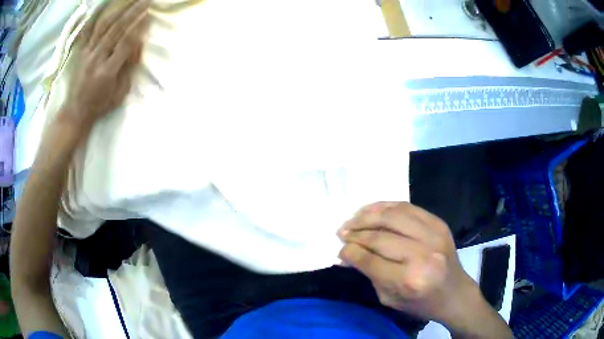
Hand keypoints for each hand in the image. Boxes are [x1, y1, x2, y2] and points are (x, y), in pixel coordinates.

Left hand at [62, 0, 148, 128]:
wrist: (76, 112)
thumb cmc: (100, 104)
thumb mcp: (120, 93)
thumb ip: (128, 69)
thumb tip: (136, 45)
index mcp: (108, 71)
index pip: (126, 43)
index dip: (138, 28)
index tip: (149, 15)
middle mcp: (97, 59)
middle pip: (116, 30)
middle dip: (132, 13)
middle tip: (145, 1)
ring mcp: (87, 54)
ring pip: (104, 27)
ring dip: (119, 10)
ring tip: (130, 0)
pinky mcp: (81, 52)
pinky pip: (88, 32)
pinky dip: (96, 17)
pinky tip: (104, 7)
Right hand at [338, 202, 492, 331]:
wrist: (455, 292)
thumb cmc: (421, 303)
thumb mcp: (389, 298)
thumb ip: (369, 273)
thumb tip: (347, 253)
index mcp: (409, 279)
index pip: (370, 259)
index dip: (350, 252)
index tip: (340, 249)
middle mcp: (422, 254)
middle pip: (379, 236)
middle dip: (355, 233)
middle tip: (342, 233)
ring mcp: (433, 234)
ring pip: (392, 216)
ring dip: (367, 215)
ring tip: (353, 219)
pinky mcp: (438, 223)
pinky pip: (407, 207)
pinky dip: (385, 206)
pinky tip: (372, 209)